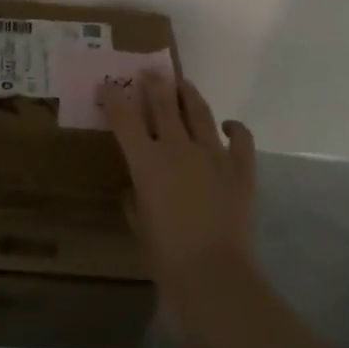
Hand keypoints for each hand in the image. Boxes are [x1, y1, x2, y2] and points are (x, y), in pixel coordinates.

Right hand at [100, 72, 255, 282]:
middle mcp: (178, 148)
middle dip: (154, 84)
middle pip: (164, 103)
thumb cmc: (166, 256)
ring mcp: (213, 153)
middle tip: (150, 72)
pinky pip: (240, 137)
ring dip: (189, 94)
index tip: (108, 85)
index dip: (114, 98)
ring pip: (199, 111)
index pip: (124, 119)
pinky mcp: (240, 167)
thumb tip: (137, 187)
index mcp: (147, 162)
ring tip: (183, 84)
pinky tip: (227, 126)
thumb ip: (134, 200)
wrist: (214, 275)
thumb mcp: (139, 225)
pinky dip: (234, 128)